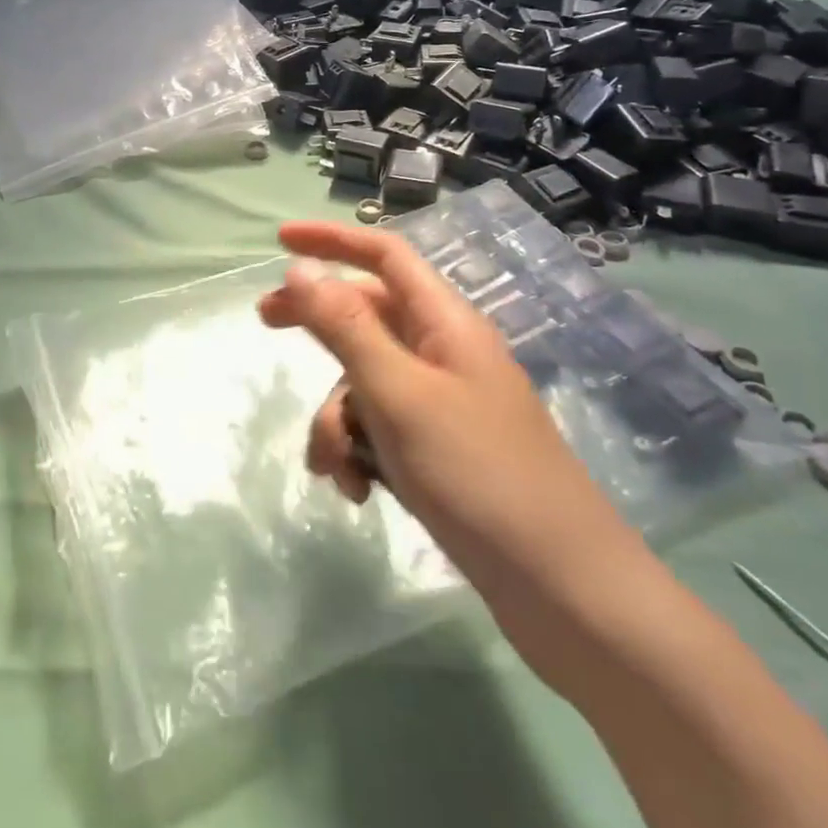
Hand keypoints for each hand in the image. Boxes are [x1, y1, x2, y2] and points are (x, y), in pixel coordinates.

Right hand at [258, 222, 642, 614]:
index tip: (279, 239)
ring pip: (365, 381)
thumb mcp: (398, 393)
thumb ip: (345, 326)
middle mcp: (444, 352)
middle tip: (265, 325)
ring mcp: (443, 403)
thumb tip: (300, 267)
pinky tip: (358, 492)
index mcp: (444, 323)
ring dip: (337, 419)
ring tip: (336, 468)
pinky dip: (360, 451)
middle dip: (316, 326)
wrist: (562, 588)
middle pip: (366, 316)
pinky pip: (381, 428)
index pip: (384, 256)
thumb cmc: (477, 474)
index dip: (332, 240)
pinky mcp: (440, 450)